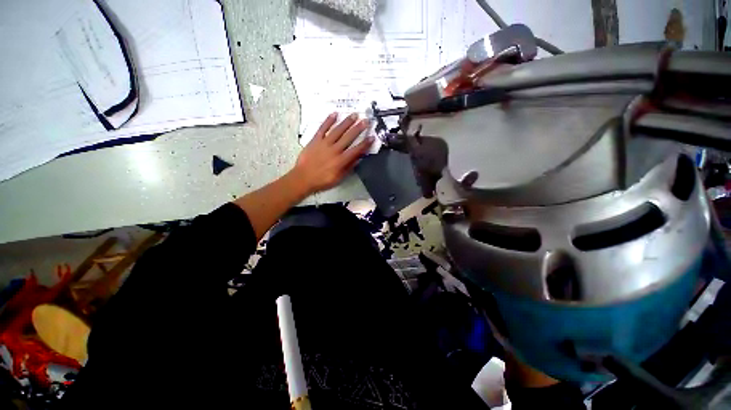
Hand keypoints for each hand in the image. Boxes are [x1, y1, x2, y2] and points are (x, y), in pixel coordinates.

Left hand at [290, 112, 373, 194]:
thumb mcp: (338, 178)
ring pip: (337, 130)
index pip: (356, 150)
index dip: (365, 143)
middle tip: (366, 121)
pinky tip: (334, 114)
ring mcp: (324, 144)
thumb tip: (358, 158)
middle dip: (358, 128)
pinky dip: (328, 121)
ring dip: (347, 122)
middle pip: (348, 137)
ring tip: (354, 115)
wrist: (303, 178)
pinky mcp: (315, 140)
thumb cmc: (322, 180)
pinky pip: (322, 129)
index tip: (372, 137)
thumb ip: (348, 167)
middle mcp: (334, 150)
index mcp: (341, 161)